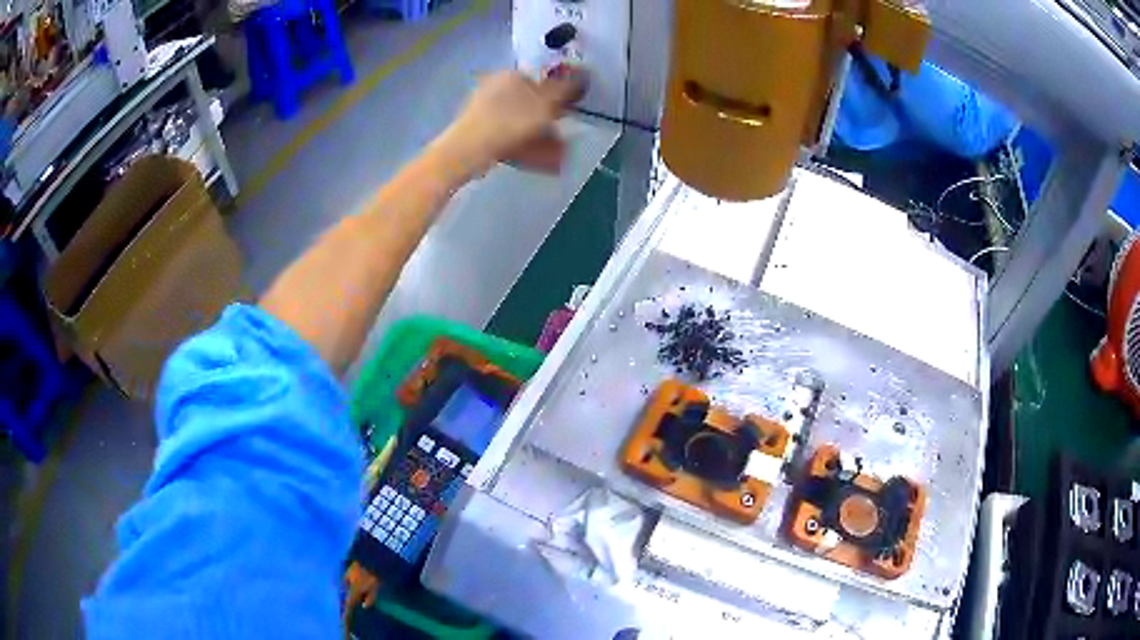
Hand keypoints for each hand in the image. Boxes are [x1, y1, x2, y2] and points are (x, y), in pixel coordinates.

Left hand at [439, 70, 585, 177]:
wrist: (467, 151)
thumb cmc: (509, 122)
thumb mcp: (544, 104)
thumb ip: (565, 90)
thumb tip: (583, 75)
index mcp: (511, 75)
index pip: (542, 80)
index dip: (560, 95)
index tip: (571, 112)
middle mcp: (496, 87)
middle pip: (532, 103)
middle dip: (551, 122)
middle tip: (565, 138)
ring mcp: (485, 110)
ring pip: (522, 122)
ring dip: (543, 138)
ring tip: (558, 157)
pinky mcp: (480, 132)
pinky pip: (510, 136)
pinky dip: (527, 147)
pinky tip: (541, 162)